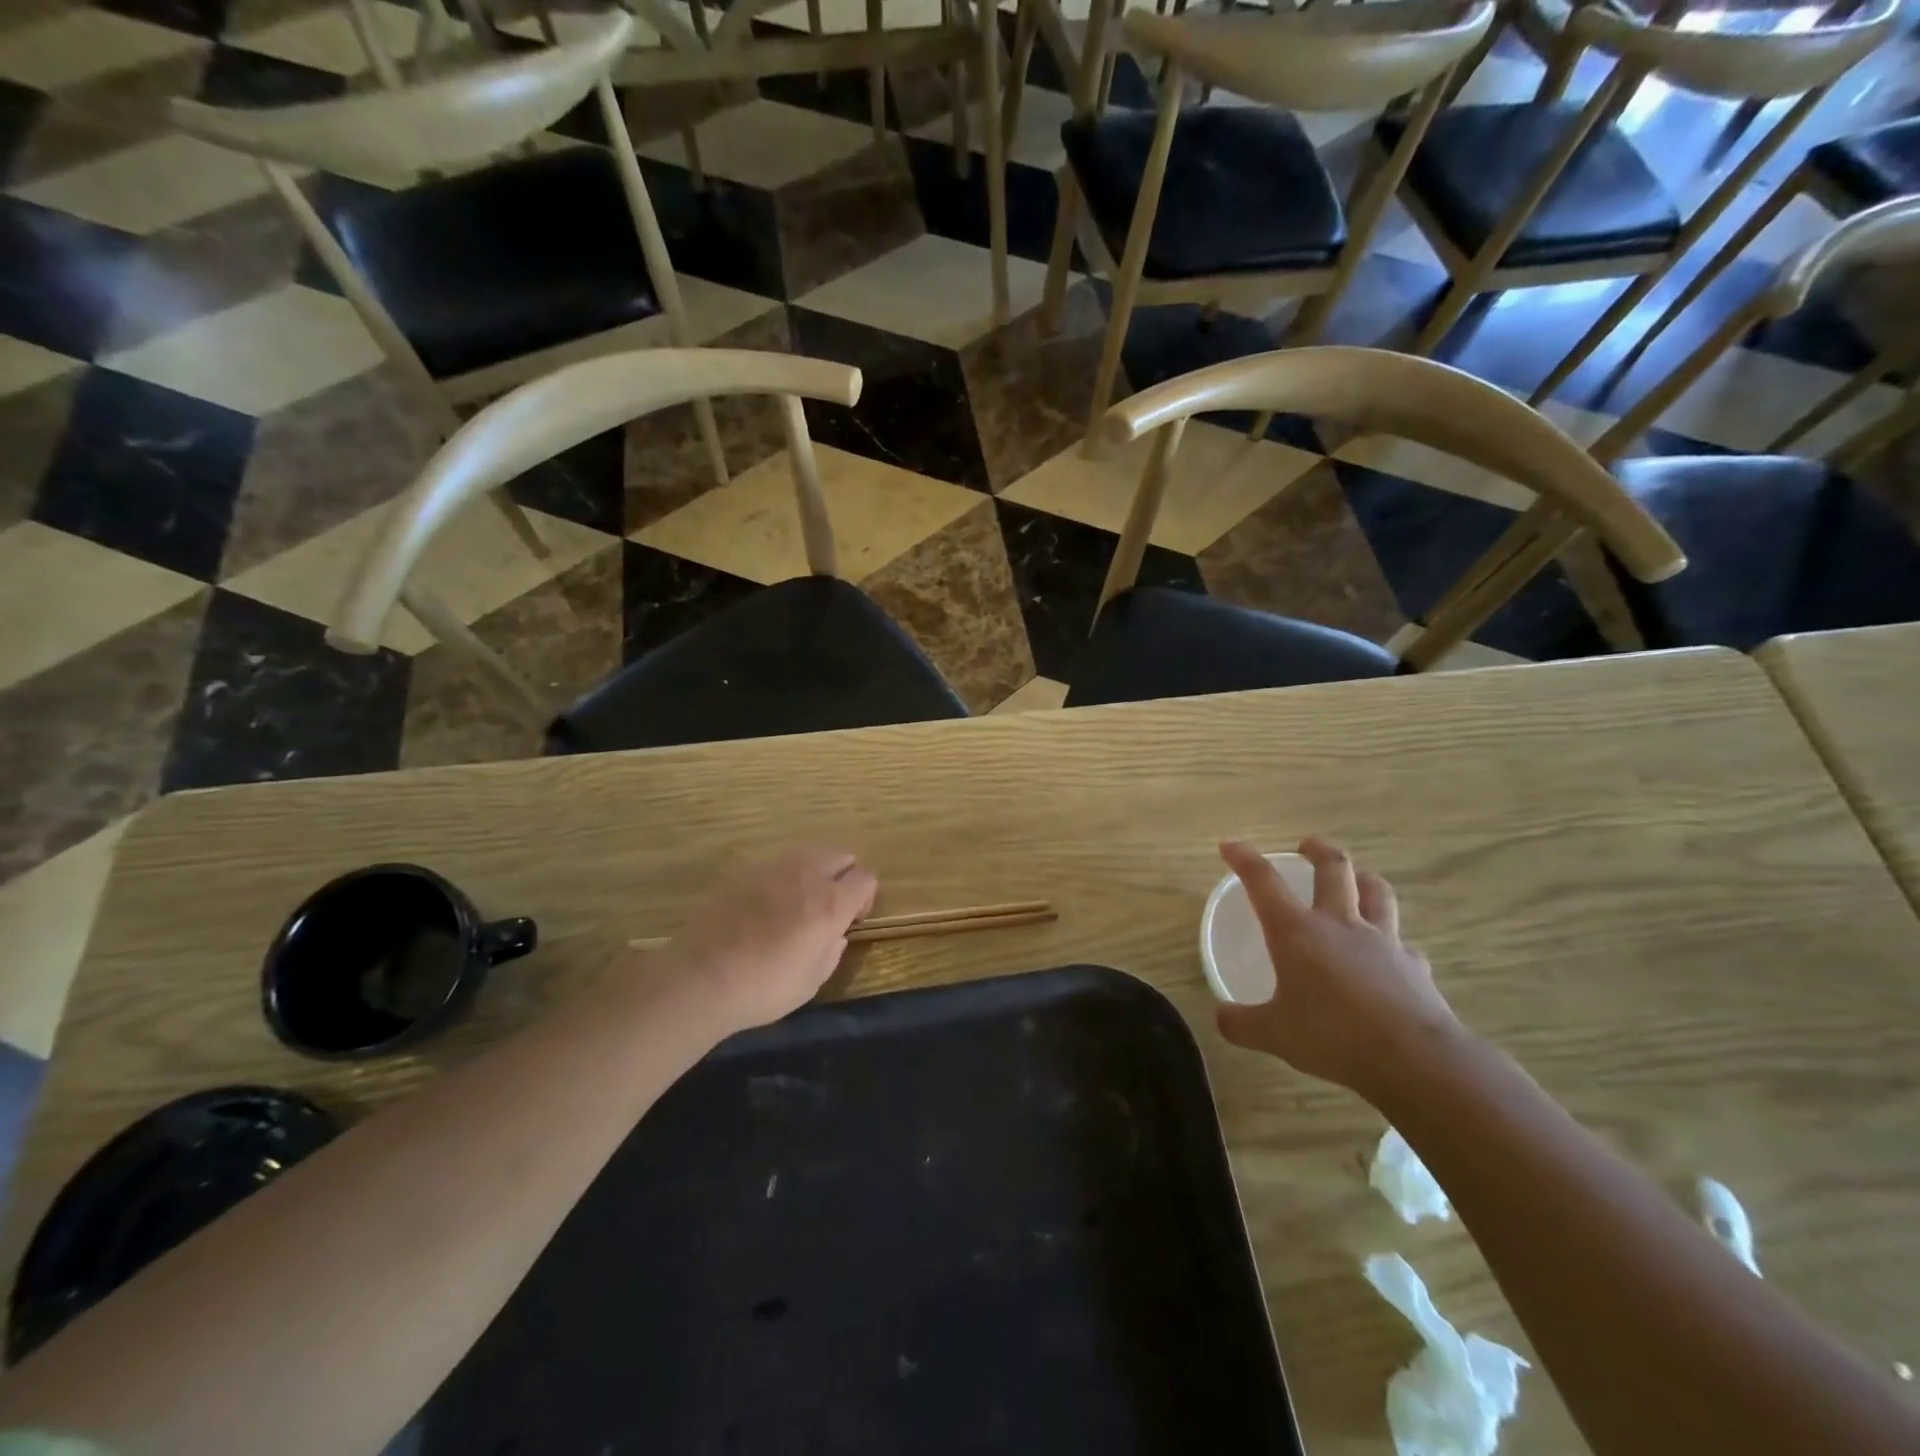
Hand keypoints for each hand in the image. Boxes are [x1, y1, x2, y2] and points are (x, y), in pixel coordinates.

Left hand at [669, 846, 877, 1031]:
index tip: (852, 919)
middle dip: (844, 875)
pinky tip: (769, 903)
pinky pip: (778, 863)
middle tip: (831, 905)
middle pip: (841, 855)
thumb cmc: (764, 987)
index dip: (866, 896)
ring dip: (815, 870)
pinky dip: (785, 875)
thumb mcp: (811, 982)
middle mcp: (807, 875)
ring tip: (801, 899)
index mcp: (830, 903)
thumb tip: (835, 936)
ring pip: (809, 852)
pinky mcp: (745, 871)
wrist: (702, 977)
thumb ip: (831, 952)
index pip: (866, 878)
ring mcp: (774, 868)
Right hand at [1214, 837, 1463, 1099]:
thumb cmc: (1332, 1036)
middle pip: (1334, 868)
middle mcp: (1339, 924)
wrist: (1413, 1059)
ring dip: (1363, 878)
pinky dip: (1394, 941)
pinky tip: (1391, 953)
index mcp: (1296, 931)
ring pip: (1377, 892)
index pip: (1263, 881)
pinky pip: (1403, 943)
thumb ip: (1241, 1023)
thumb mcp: (1273, 1034)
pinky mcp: (1414, 966)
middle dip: (1318, 849)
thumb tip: (1220, 1016)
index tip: (1229, 844)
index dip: (1244, 858)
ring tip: (1356, 877)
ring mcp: (1382, 941)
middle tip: (1307, 845)